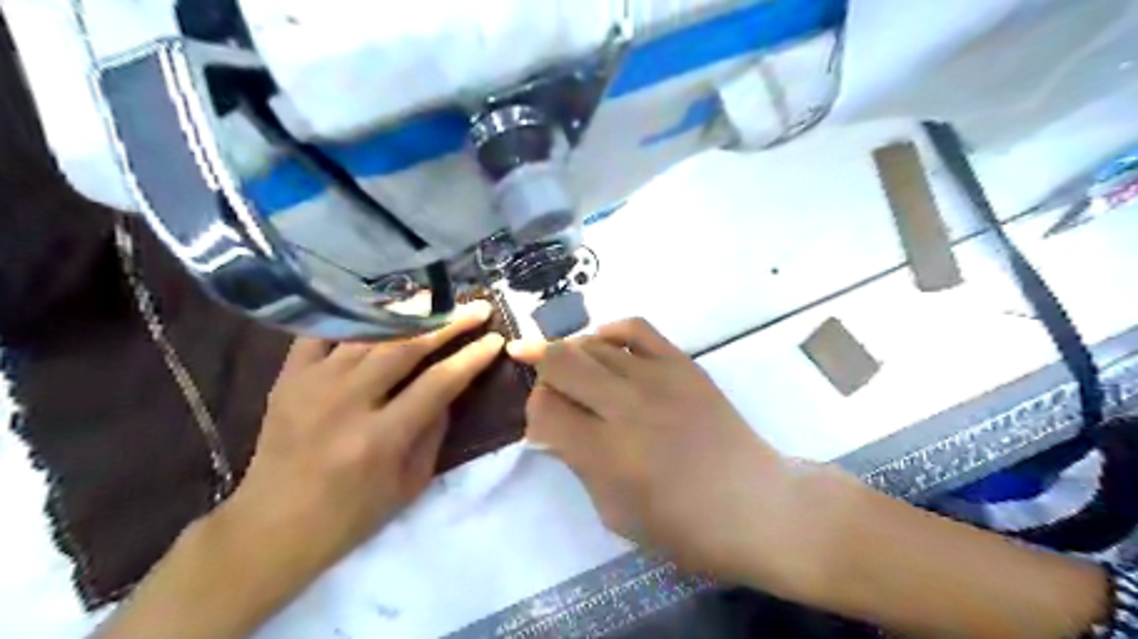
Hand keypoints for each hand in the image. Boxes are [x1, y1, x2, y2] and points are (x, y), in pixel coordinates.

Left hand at [219, 302, 503, 580]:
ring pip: (369, 333)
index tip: (496, 339)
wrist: (272, 527)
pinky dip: (354, 317)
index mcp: (381, 438)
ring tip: (436, 300)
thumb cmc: (352, 514)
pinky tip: (379, 308)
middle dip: (448, 323)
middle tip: (476, 308)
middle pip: (406, 347)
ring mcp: (313, 385)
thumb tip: (450, 387)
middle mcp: (347, 403)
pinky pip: (323, 332)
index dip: (472, 357)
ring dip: (409, 314)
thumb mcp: (411, 483)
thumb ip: (434, 430)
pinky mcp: (288, 377)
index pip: (439, 383)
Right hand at [505, 317, 808, 586]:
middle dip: (539, 366)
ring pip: (593, 344)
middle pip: (560, 362)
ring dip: (571, 353)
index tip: (542, 421)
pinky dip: (610, 331)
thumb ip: (577, 462)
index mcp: (605, 452)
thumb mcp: (614, 512)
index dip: (533, 412)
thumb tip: (554, 427)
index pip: (543, 409)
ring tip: (570, 366)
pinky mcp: (683, 364)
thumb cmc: (683, 526)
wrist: (755, 505)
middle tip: (539, 377)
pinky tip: (604, 345)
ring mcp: (657, 378)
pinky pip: (636, 328)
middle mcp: (626, 405)